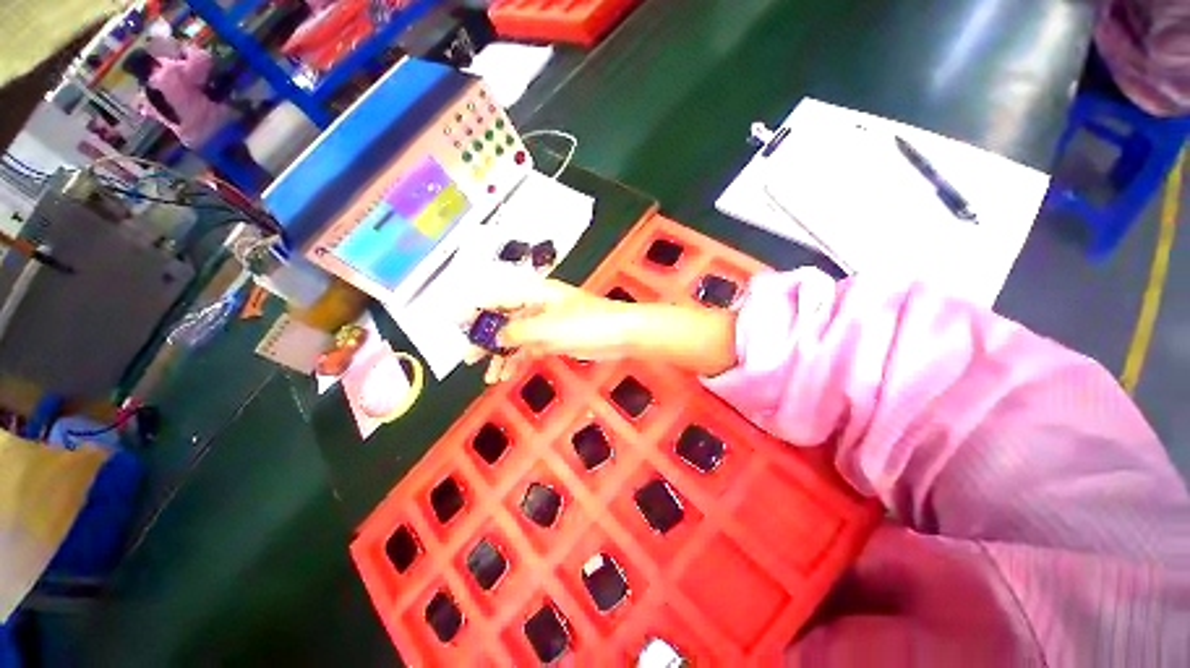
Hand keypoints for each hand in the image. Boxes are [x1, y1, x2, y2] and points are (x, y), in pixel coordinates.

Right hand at [463, 279, 642, 383]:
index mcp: (534, 293)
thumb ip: (517, 331)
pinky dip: (519, 360)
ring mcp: (546, 324)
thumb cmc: (586, 323)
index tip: (454, 324)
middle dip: (485, 338)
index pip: (496, 296)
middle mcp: (536, 305)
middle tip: (468, 357)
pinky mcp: (555, 339)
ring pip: (516, 337)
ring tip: (488, 376)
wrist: (621, 334)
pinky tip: (507, 375)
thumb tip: (493, 337)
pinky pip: (530, 348)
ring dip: (502, 355)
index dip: (474, 309)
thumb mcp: (548, 327)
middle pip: (503, 318)